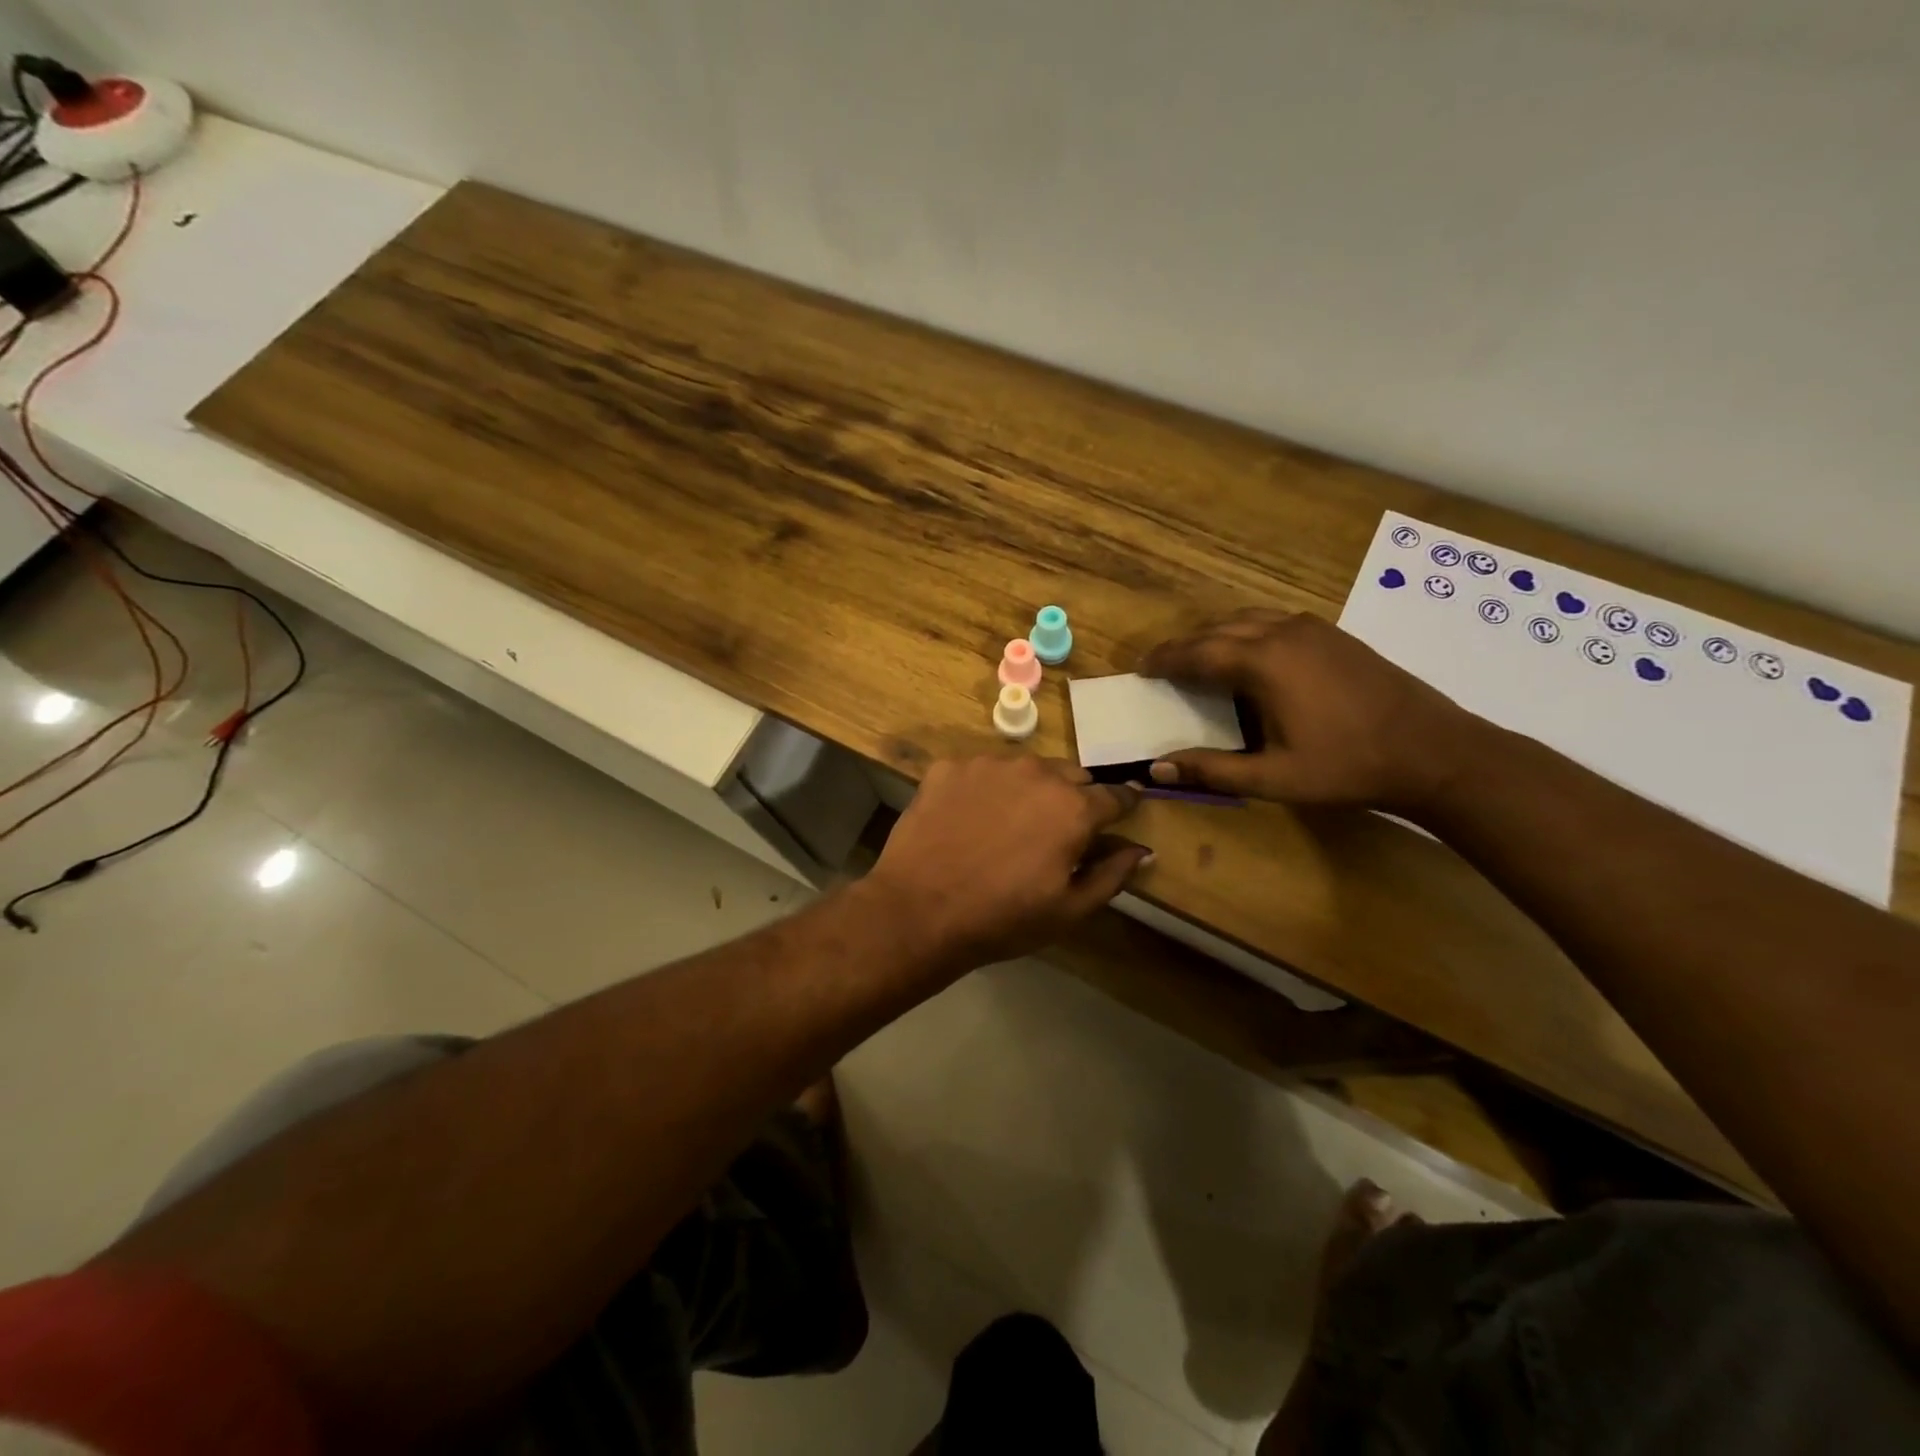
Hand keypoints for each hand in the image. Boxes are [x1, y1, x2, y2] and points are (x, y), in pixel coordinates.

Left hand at [864, 757, 1149, 971]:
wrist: (919, 909)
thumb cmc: (1002, 918)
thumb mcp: (1069, 910)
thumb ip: (1112, 874)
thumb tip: (1142, 850)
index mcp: (1074, 808)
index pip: (1115, 796)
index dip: (1122, 806)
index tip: (1120, 814)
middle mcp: (1036, 772)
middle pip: (1071, 776)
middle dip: (1074, 798)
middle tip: (1055, 831)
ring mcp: (989, 764)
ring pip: (1025, 768)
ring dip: (1028, 789)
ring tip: (1008, 825)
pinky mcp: (950, 766)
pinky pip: (981, 771)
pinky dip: (984, 789)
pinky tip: (968, 819)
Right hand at [1139, 609, 1492, 814]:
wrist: (1434, 751)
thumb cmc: (1348, 766)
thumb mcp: (1273, 778)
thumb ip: (1212, 770)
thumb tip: (1156, 768)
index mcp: (1263, 662)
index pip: (1197, 652)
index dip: (1165, 660)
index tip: (1140, 669)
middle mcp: (1283, 633)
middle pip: (1218, 630)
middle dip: (1186, 646)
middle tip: (1162, 666)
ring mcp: (1313, 629)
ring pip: (1248, 619)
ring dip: (1216, 635)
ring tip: (1199, 658)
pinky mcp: (1335, 635)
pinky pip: (1274, 621)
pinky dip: (1247, 632)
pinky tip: (1250, 656)